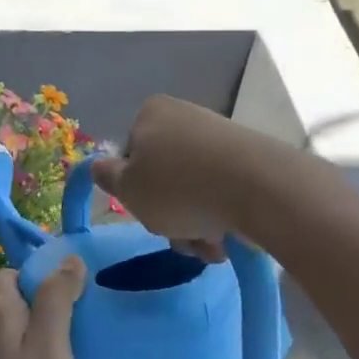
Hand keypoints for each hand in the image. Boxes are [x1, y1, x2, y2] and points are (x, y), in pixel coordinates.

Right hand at [90, 95, 242, 262]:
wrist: (260, 188)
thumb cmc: (179, 187)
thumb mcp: (127, 189)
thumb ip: (107, 177)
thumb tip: (99, 165)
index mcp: (151, 113)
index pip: (130, 156)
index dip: (134, 189)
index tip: (146, 210)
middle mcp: (185, 117)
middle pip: (164, 176)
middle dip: (169, 214)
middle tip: (179, 235)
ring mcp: (221, 138)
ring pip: (194, 191)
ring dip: (194, 225)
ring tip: (208, 244)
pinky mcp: (251, 159)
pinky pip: (223, 193)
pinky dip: (221, 218)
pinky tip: (228, 238)